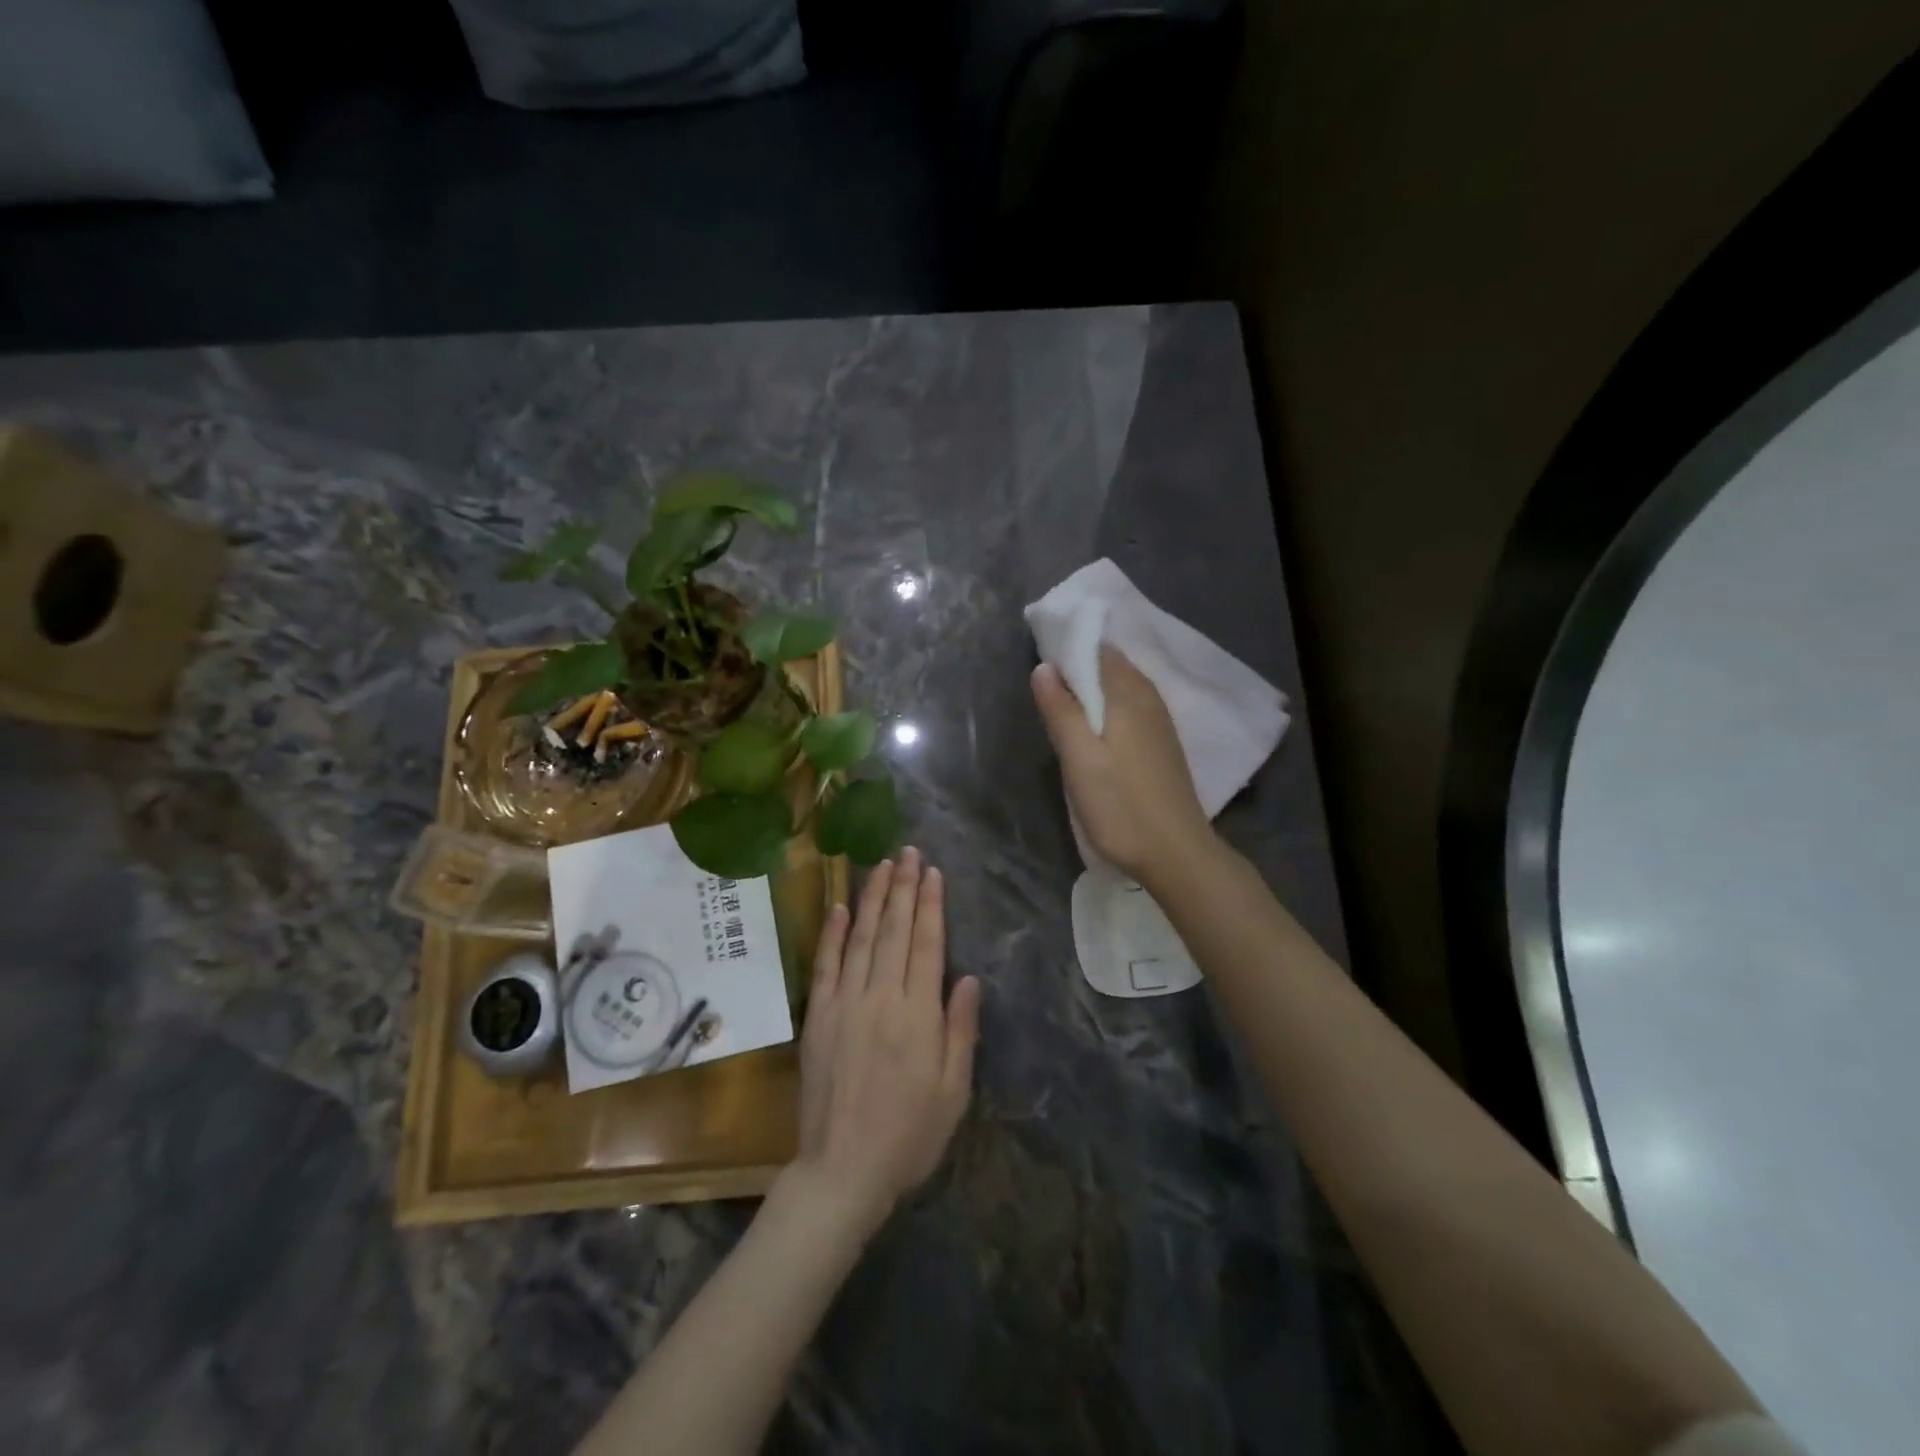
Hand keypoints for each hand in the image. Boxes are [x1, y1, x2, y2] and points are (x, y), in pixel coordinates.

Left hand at [787, 848, 979, 1232]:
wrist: (843, 1170)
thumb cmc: (909, 1135)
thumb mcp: (953, 1091)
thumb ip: (960, 1030)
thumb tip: (968, 977)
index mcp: (919, 1015)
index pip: (927, 944)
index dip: (931, 905)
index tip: (932, 872)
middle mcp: (881, 998)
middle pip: (894, 931)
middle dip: (903, 888)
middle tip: (908, 851)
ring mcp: (845, 1004)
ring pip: (861, 938)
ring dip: (872, 898)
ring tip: (881, 864)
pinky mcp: (818, 1016)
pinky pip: (825, 965)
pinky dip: (832, 933)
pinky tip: (839, 906)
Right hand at [1031, 646, 1214, 886]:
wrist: (1176, 853)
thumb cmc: (1120, 805)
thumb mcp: (1079, 757)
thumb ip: (1060, 710)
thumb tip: (1044, 667)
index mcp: (1129, 695)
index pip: (1100, 651)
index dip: (1071, 651)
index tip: (1043, 666)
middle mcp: (1150, 700)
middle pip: (1114, 669)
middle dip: (1081, 670)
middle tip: (1048, 691)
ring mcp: (1161, 725)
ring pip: (1124, 691)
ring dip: (1096, 692)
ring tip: (1066, 710)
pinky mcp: (1164, 748)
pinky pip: (1133, 711)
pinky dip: (1111, 710)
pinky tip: (1097, 732)